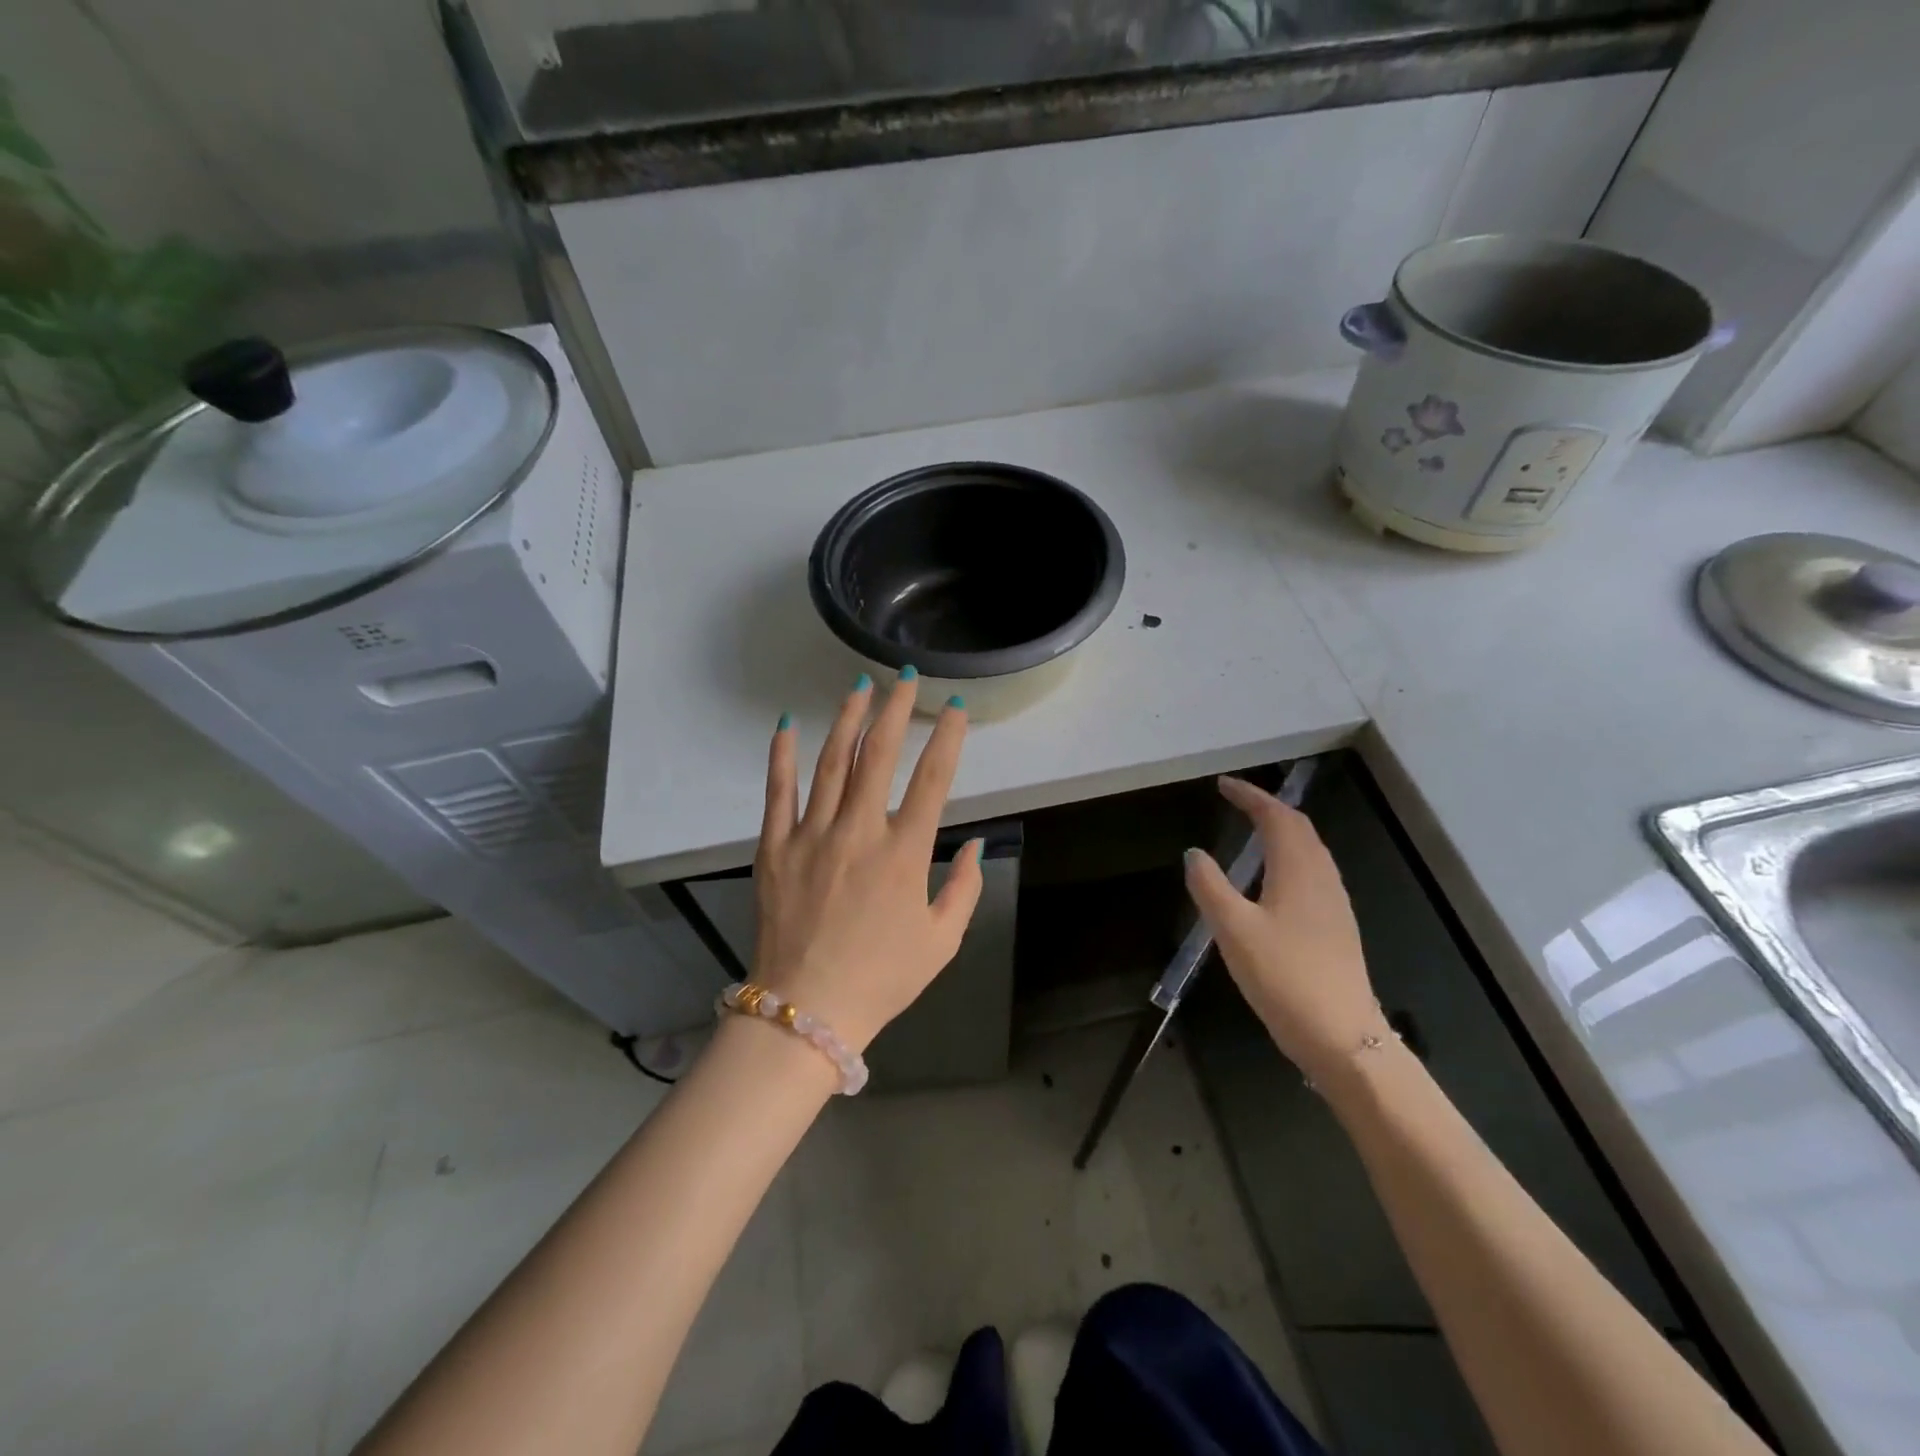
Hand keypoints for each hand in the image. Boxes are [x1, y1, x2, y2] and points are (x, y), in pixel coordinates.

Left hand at [751, 674, 982, 1050]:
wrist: (806, 1011)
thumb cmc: (882, 978)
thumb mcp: (942, 941)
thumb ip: (964, 889)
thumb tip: (974, 845)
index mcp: (904, 853)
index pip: (933, 780)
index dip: (947, 739)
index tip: (955, 707)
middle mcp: (859, 831)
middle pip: (879, 756)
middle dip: (895, 710)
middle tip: (905, 677)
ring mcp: (811, 835)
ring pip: (832, 763)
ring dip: (847, 720)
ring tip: (859, 686)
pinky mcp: (775, 847)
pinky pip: (778, 793)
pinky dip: (782, 757)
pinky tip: (786, 726)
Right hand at [1184, 776, 1389, 1086]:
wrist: (1342, 1036)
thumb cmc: (1284, 977)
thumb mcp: (1233, 930)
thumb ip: (1209, 886)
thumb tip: (1194, 853)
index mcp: (1298, 870)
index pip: (1276, 816)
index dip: (1250, 795)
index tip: (1223, 784)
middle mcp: (1321, 877)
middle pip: (1299, 827)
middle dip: (1267, 807)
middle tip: (1236, 801)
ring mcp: (1334, 902)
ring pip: (1310, 849)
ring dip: (1282, 830)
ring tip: (1252, 829)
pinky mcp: (1337, 925)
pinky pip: (1313, 871)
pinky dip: (1290, 855)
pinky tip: (1274, 878)